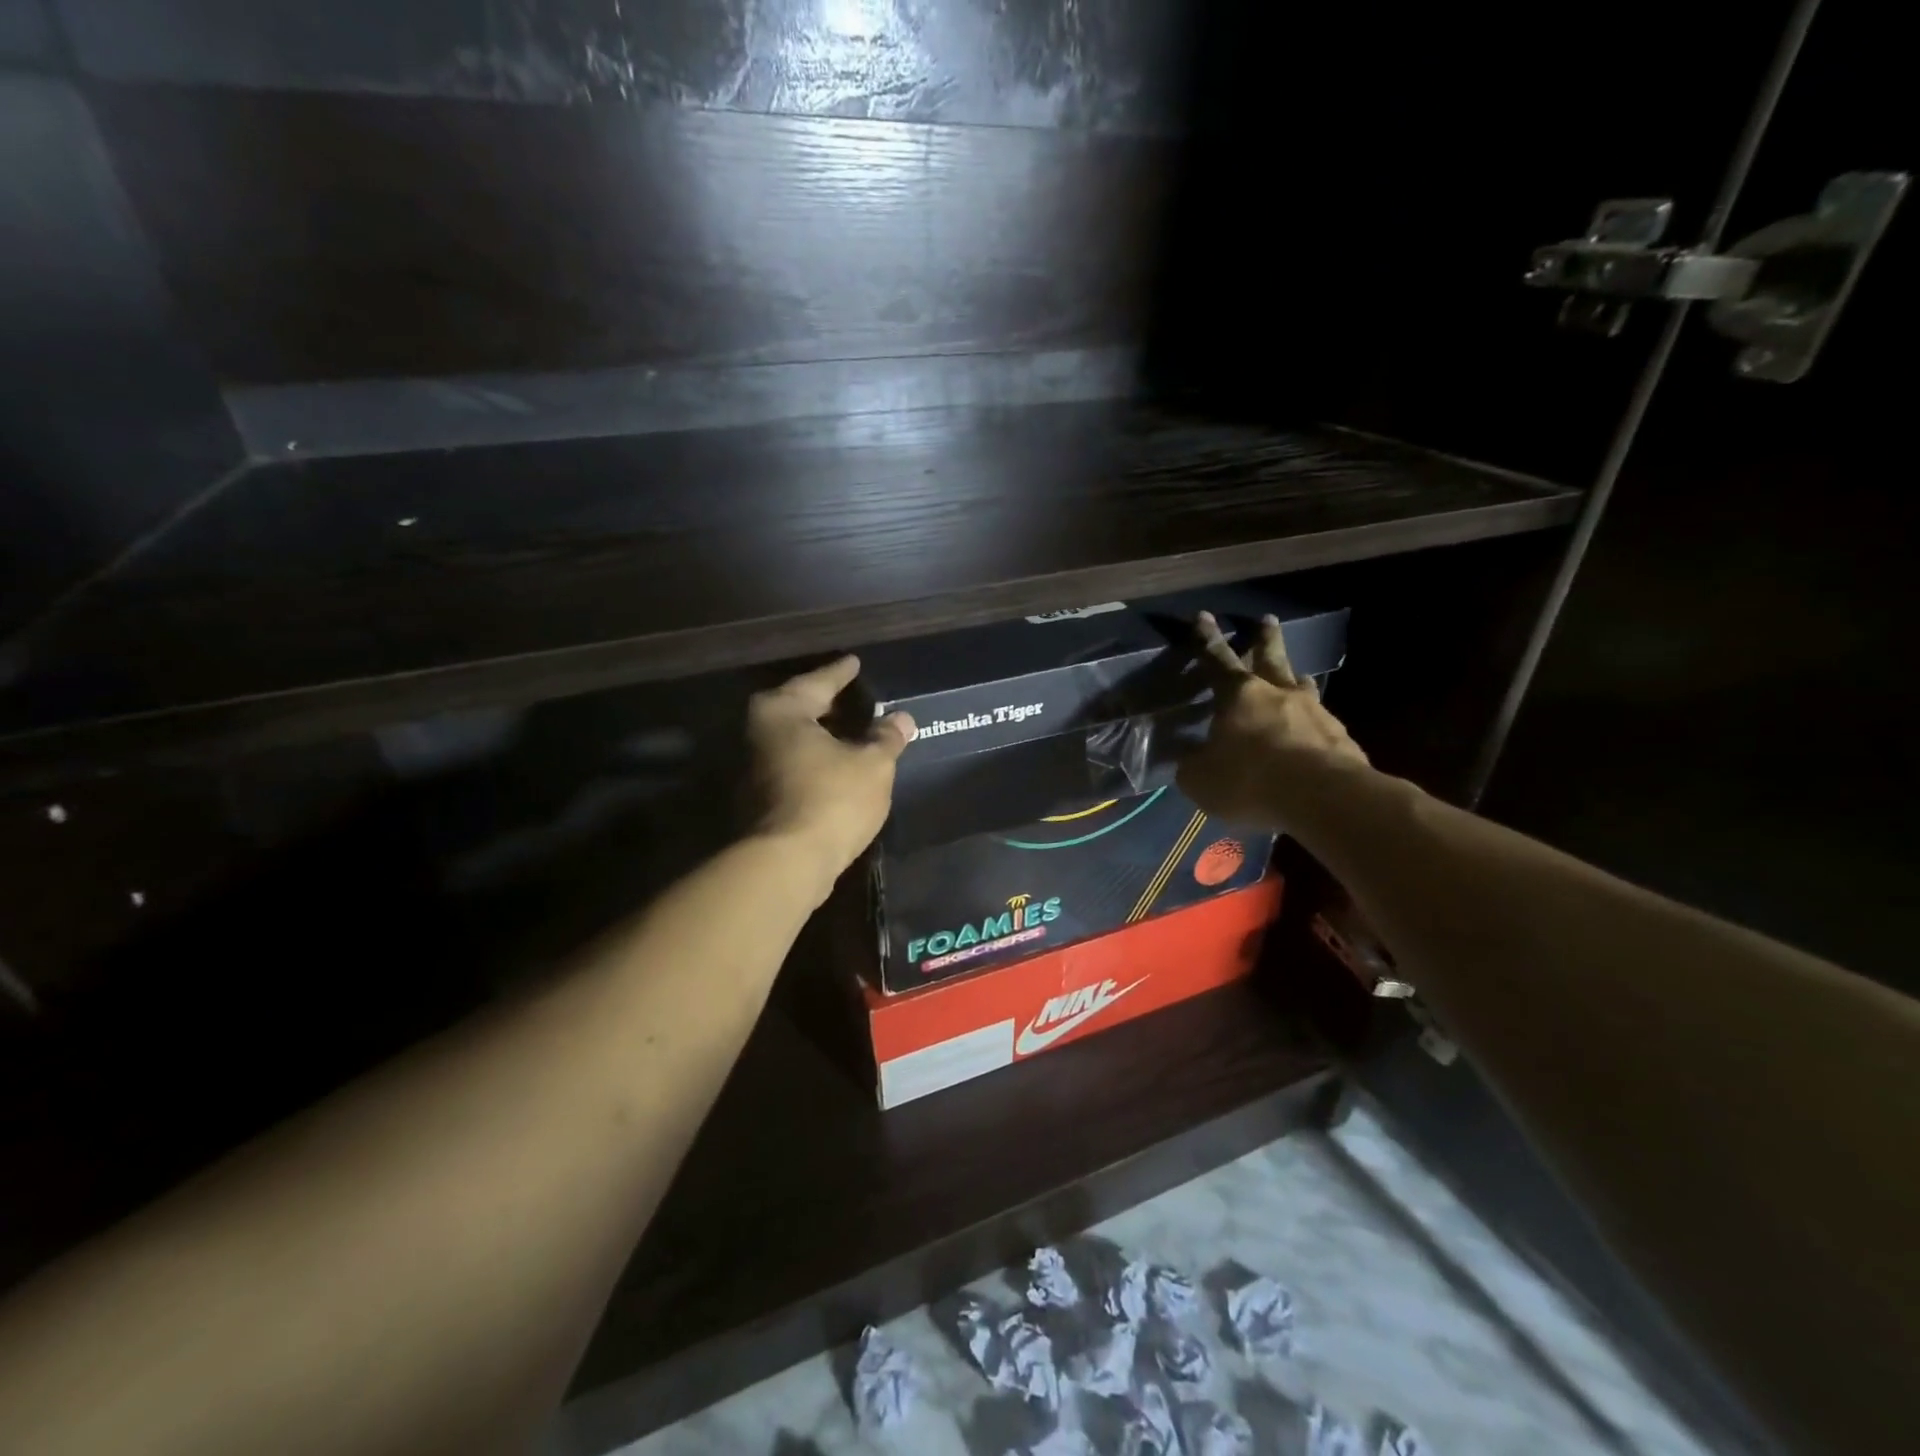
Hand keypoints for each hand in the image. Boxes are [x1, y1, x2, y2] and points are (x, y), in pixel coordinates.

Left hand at [747, 656, 915, 881]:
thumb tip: (902, 718)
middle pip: (800, 708)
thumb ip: (886, 737)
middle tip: (856, 697)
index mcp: (781, 710)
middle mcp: (757, 731)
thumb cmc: (832, 800)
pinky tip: (837, 765)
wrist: (786, 864)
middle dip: (829, 704)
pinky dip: (814, 759)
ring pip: (794, 739)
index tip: (855, 662)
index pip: (819, 681)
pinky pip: (791, 763)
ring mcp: (751, 766)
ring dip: (822, 735)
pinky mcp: (756, 796)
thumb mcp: (873, 765)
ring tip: (853, 732)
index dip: (842, 673)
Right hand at [1176, 612, 1367, 825]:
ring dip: (1296, 678)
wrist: (1323, 797)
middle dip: (1265, 637)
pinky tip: (1313, 730)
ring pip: (1301, 686)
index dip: (1206, 639)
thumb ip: (1193, 766)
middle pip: (1270, 657)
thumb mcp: (1202, 779)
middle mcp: (1277, 694)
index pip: (1217, 660)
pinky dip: (1313, 722)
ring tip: (1298, 675)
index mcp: (1238, 696)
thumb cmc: (1250, 779)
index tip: (1203, 616)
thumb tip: (1190, 759)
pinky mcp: (1340, 737)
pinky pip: (1321, 722)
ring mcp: (1314, 712)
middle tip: (1268, 619)